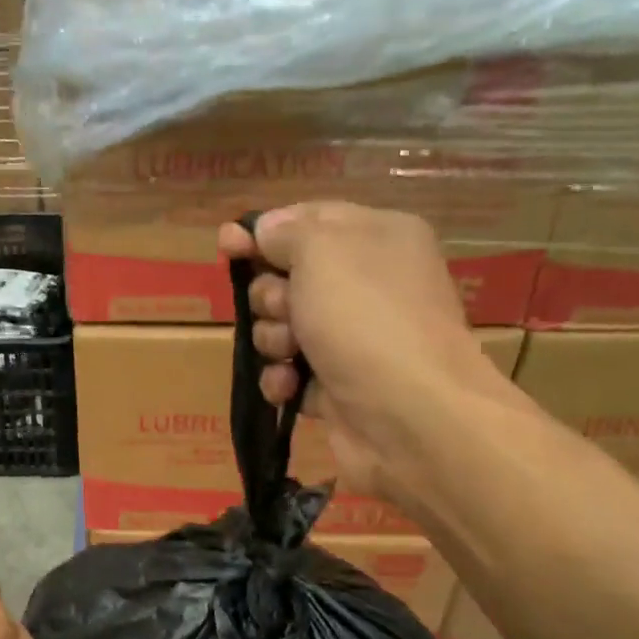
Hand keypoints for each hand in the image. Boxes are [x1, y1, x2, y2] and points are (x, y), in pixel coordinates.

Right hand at [218, 203, 526, 514]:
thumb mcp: (321, 251)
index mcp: (377, 238)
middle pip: (288, 276)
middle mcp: (369, 284)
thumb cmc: (366, 319)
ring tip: (291, 353)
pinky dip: (282, 378)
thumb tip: (265, 229)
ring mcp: (354, 338)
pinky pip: (289, 371)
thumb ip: (285, 232)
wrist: (411, 418)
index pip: (308, 220)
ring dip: (273, 338)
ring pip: (282, 326)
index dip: (263, 232)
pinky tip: (289, 387)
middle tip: (285, 309)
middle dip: (271, 294)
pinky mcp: (338, 385)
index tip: (226, 244)